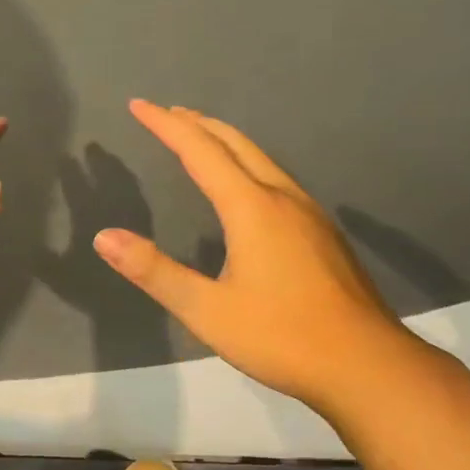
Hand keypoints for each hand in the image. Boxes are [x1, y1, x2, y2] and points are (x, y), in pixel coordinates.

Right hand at [93, 101, 412, 410]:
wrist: (366, 364)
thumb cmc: (282, 336)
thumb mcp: (207, 311)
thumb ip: (155, 271)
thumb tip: (104, 237)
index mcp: (252, 208)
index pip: (200, 151)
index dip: (166, 125)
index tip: (139, 105)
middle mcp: (282, 198)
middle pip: (236, 144)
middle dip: (198, 124)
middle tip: (168, 112)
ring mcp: (309, 214)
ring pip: (262, 159)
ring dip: (226, 142)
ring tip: (201, 139)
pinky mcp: (324, 234)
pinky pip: (277, 180)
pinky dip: (248, 165)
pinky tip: (247, 189)